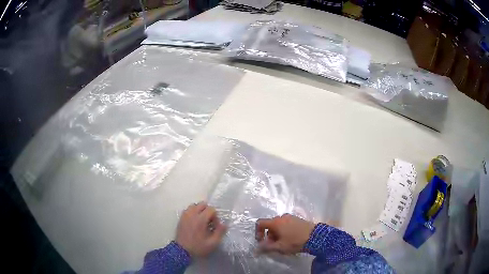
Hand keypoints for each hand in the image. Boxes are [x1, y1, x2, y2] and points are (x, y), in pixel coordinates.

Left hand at [176, 202, 226, 257]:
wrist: (182, 251)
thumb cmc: (198, 247)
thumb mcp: (212, 243)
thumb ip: (220, 232)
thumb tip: (224, 224)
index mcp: (200, 219)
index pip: (211, 209)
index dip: (215, 216)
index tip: (215, 225)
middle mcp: (192, 214)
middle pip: (202, 204)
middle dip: (208, 211)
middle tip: (209, 222)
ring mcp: (185, 215)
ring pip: (194, 205)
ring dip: (200, 210)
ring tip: (201, 221)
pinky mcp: (181, 218)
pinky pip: (188, 210)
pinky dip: (193, 212)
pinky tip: (195, 222)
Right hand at [255, 214, 315, 253]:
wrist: (315, 236)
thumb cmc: (295, 241)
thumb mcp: (279, 247)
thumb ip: (266, 247)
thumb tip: (257, 248)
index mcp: (275, 222)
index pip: (260, 223)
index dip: (258, 232)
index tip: (262, 241)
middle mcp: (282, 217)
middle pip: (270, 225)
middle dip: (269, 236)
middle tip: (274, 245)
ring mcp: (290, 217)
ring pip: (278, 225)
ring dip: (277, 234)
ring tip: (283, 243)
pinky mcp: (297, 219)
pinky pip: (286, 224)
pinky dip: (284, 231)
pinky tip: (290, 238)